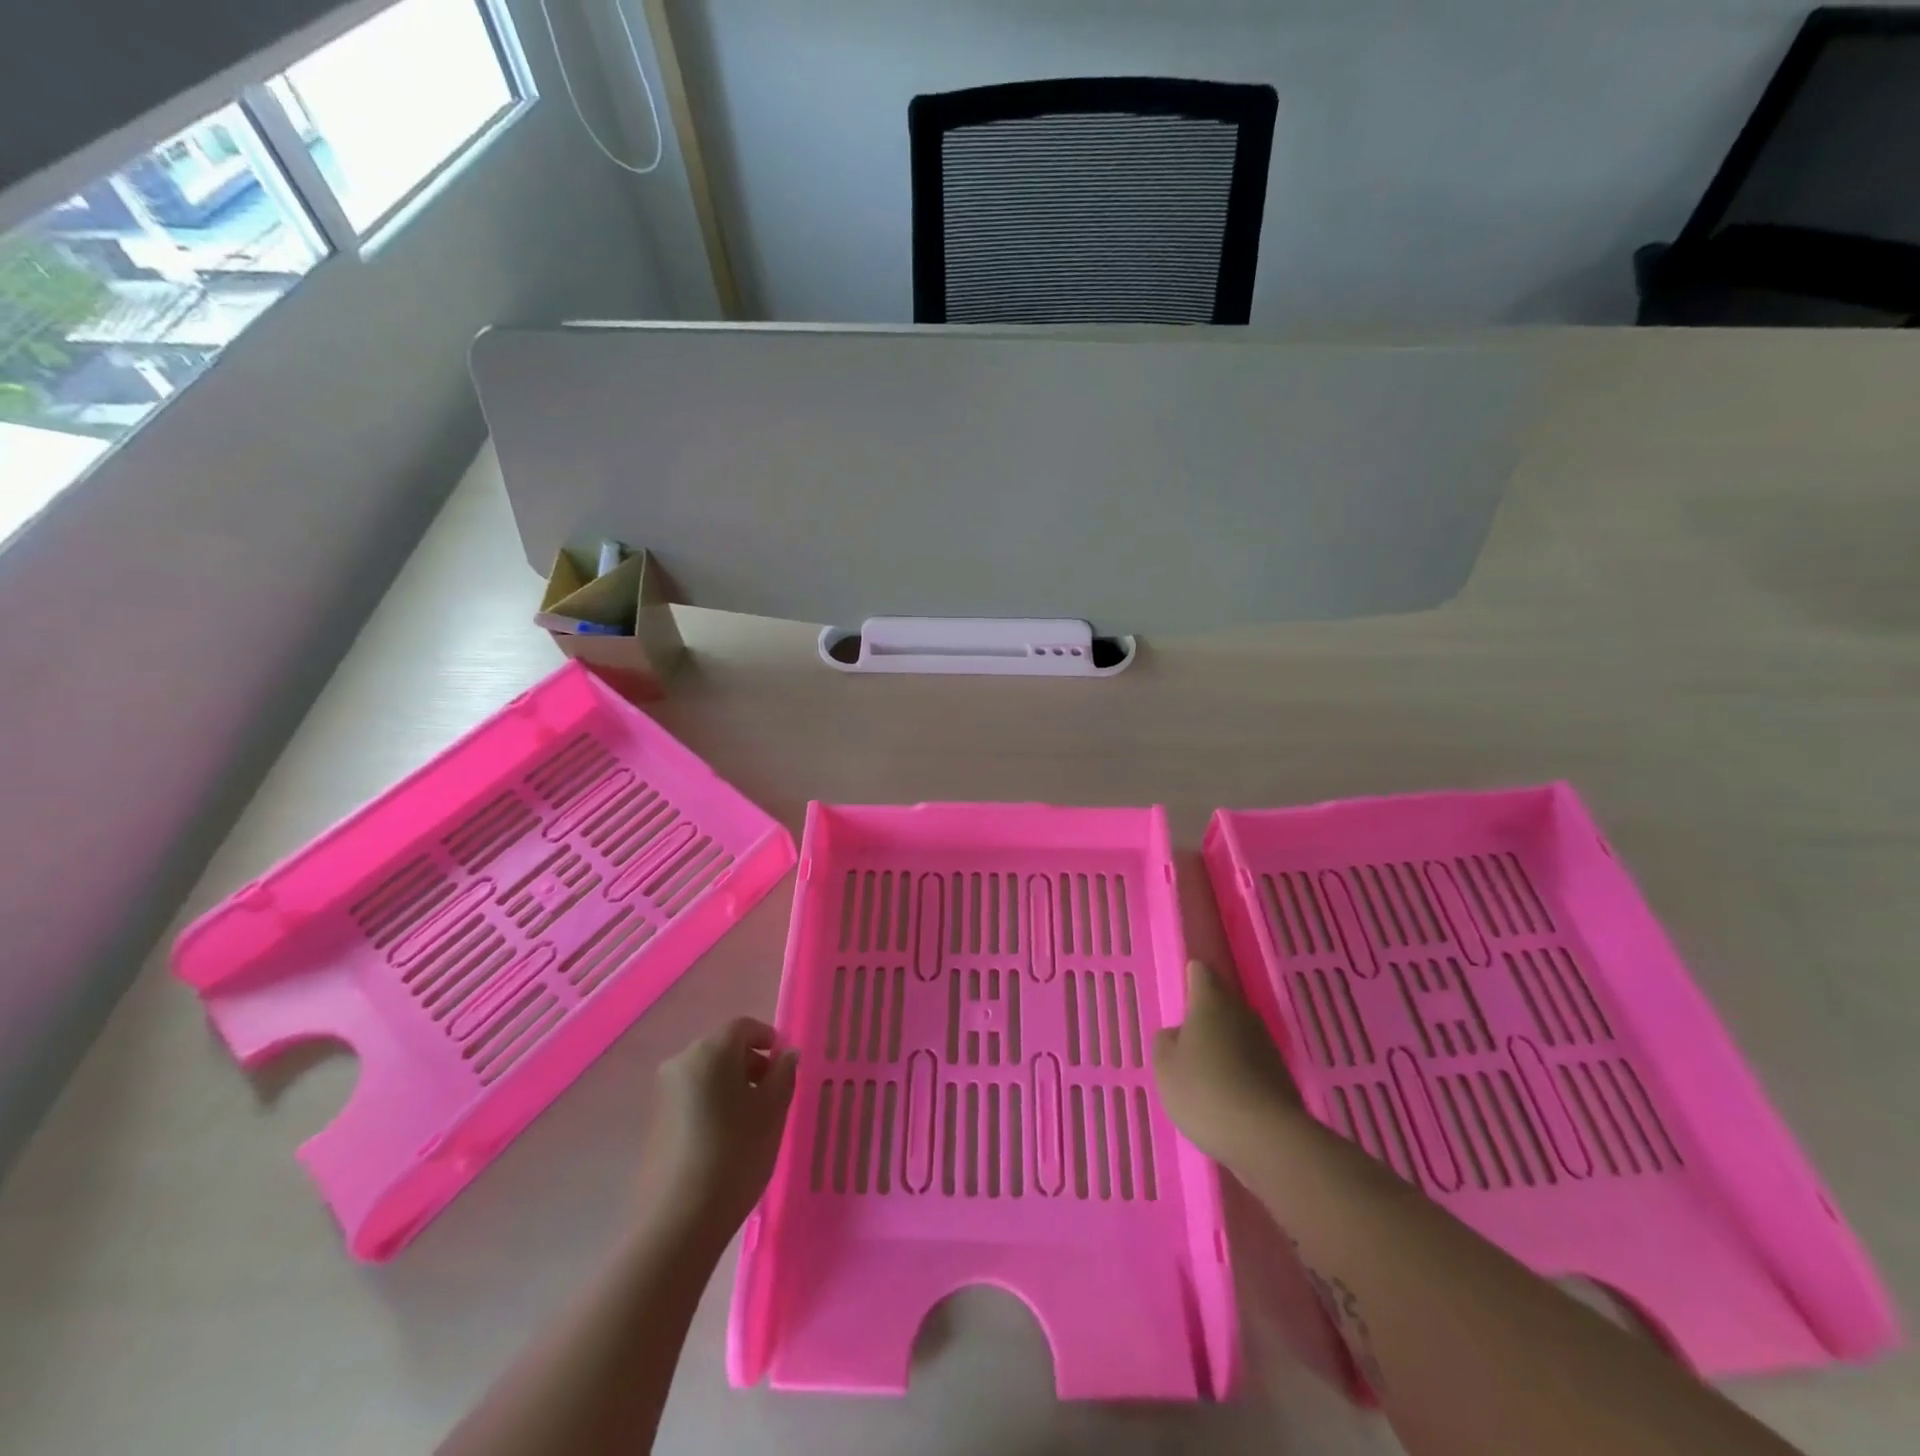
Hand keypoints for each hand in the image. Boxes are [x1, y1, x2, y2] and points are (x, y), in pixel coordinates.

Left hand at [636, 1017, 798, 1245]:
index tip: (785, 1063)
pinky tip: (725, 1137)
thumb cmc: (735, 1154)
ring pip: (706, 1074)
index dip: (768, 1039)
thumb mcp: (772, 1111)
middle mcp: (681, 1062)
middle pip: (722, 1048)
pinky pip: (691, 1097)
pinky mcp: (654, 1122)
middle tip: (773, 1093)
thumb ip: (783, 1074)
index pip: (744, 1027)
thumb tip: (786, 1055)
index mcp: (710, 1050)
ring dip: (731, 1085)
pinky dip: (711, 1104)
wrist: (678, 1222)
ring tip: (751, 1119)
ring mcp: (663, 1093)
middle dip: (750, 1064)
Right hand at [1153, 960, 1302, 1171]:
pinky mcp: (1281, 1075)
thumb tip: (1178, 1034)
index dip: (1191, 978)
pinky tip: (1226, 1097)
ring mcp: (1266, 1044)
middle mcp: (1242, 1014)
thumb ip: (1165, 1042)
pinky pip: (1252, 1063)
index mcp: (1211, 1002)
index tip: (1182, 990)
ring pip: (1238, 1034)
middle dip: (1206, 1017)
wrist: (1267, 1138)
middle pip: (1222, 1003)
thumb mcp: (1165, 1067)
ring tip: (1204, 1073)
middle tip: (1186, 1040)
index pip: (1200, 973)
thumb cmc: (1204, 1091)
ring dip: (1223, 1046)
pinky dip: (1239, 1072)